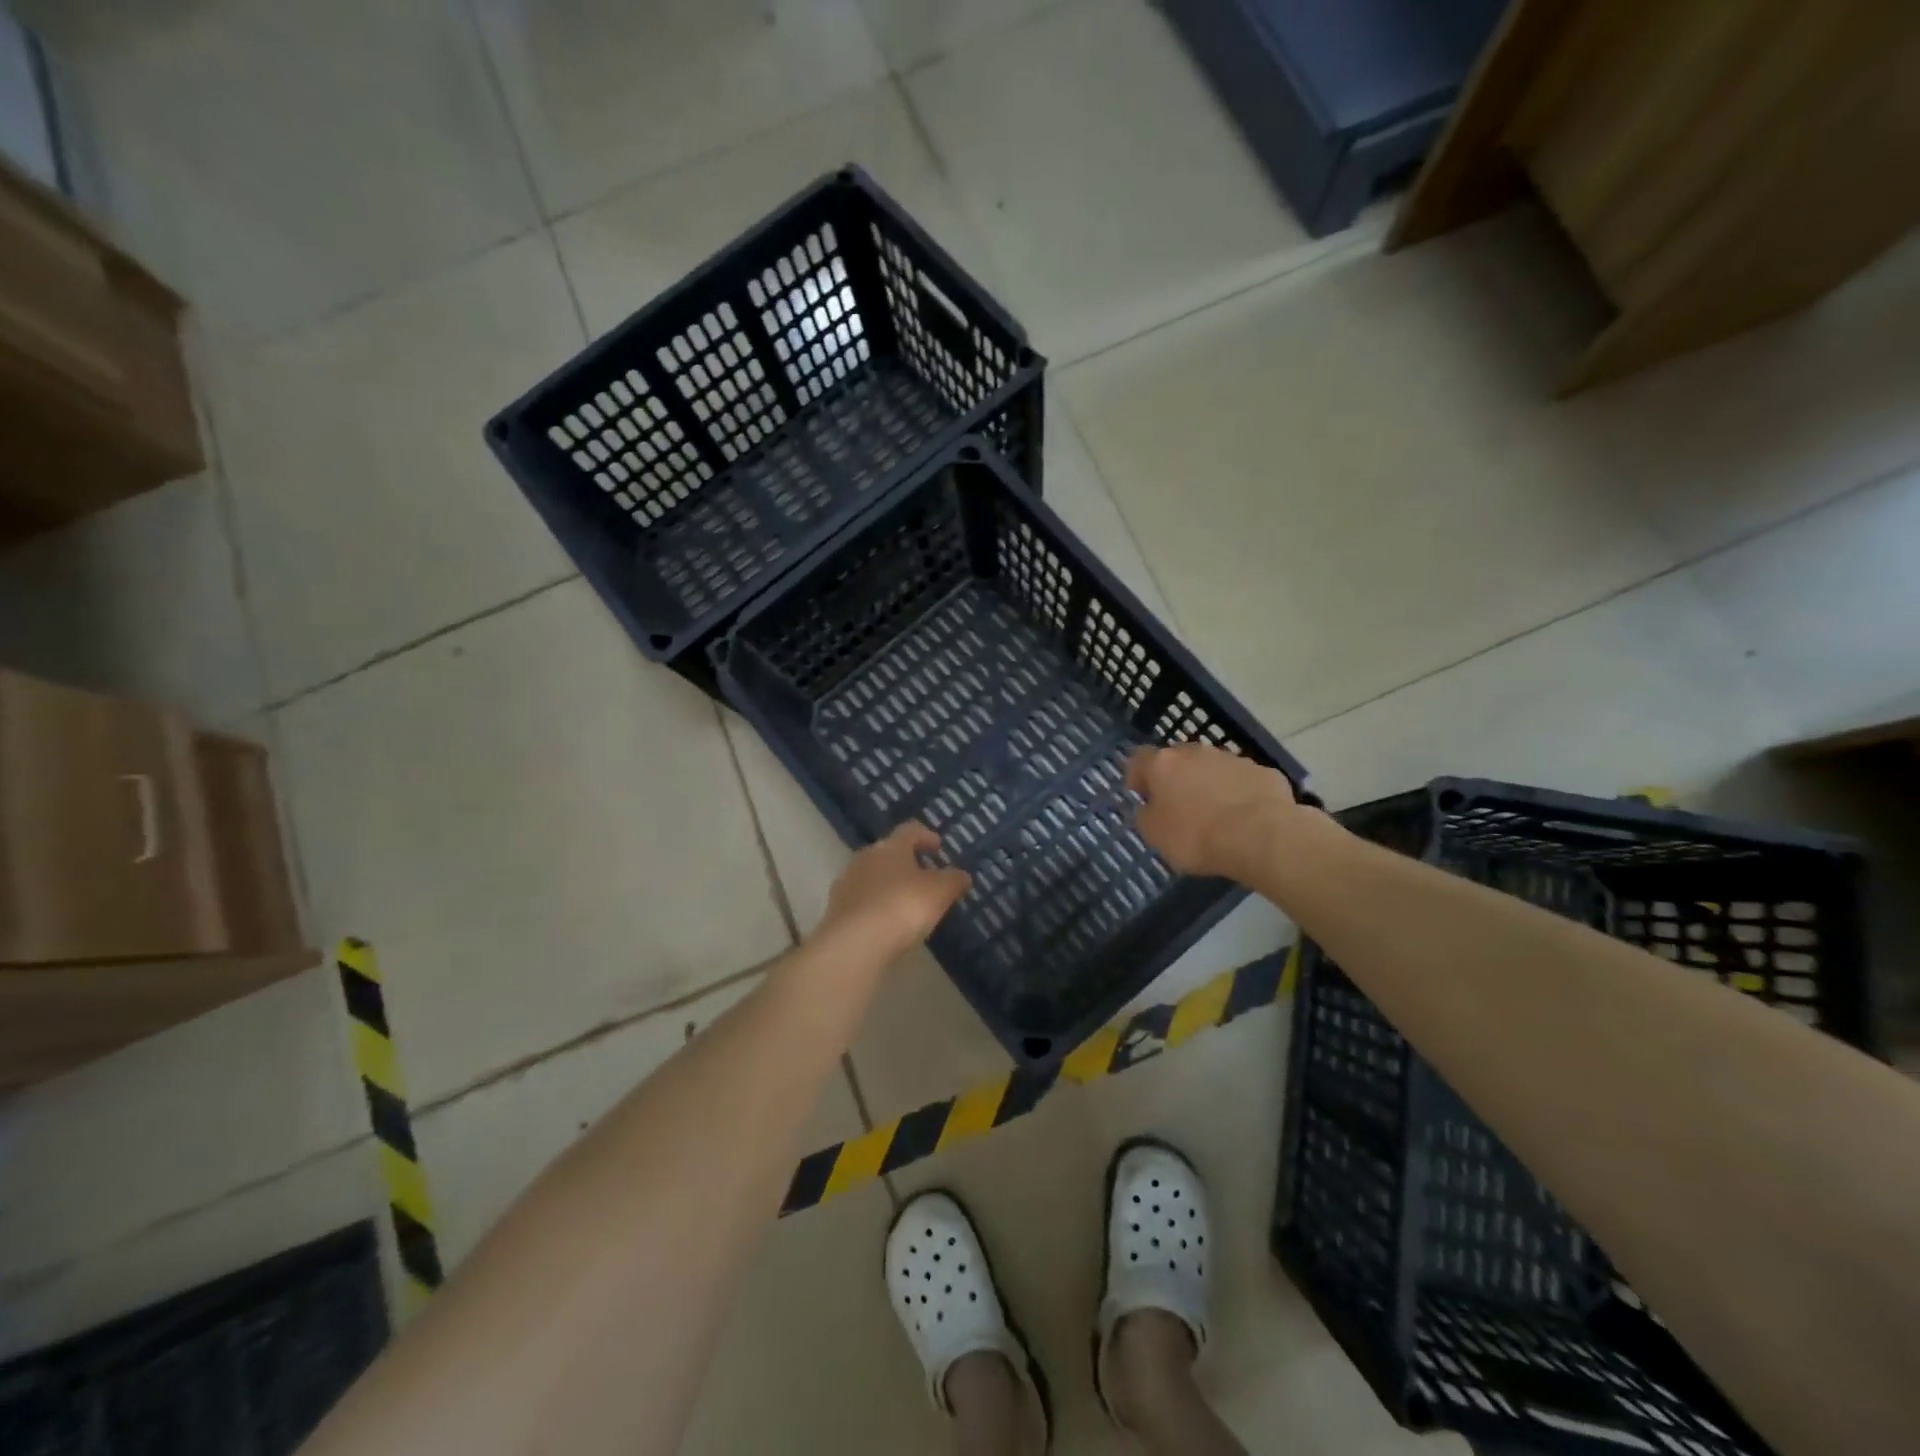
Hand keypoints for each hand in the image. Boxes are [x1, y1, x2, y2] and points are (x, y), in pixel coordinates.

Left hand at [814, 822, 970, 962]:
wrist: (854, 943)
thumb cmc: (902, 907)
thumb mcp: (940, 892)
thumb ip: (953, 880)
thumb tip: (962, 875)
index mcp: (891, 847)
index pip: (909, 831)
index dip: (926, 836)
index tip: (938, 846)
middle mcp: (865, 858)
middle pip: (888, 852)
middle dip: (906, 862)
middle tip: (923, 876)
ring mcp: (846, 883)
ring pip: (871, 876)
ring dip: (887, 884)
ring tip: (904, 903)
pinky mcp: (835, 910)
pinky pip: (860, 901)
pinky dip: (874, 906)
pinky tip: (885, 923)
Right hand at [1126, 743, 1298, 879]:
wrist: (1261, 837)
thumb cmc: (1196, 836)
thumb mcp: (1155, 835)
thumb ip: (1145, 816)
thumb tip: (1148, 807)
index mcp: (1164, 764)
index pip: (1140, 759)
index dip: (1137, 776)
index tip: (1140, 795)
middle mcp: (1196, 752)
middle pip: (1178, 759)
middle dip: (1175, 778)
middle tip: (1177, 804)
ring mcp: (1232, 759)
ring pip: (1212, 767)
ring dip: (1208, 784)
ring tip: (1214, 814)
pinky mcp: (1263, 772)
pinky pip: (1242, 781)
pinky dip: (1238, 794)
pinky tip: (1244, 818)